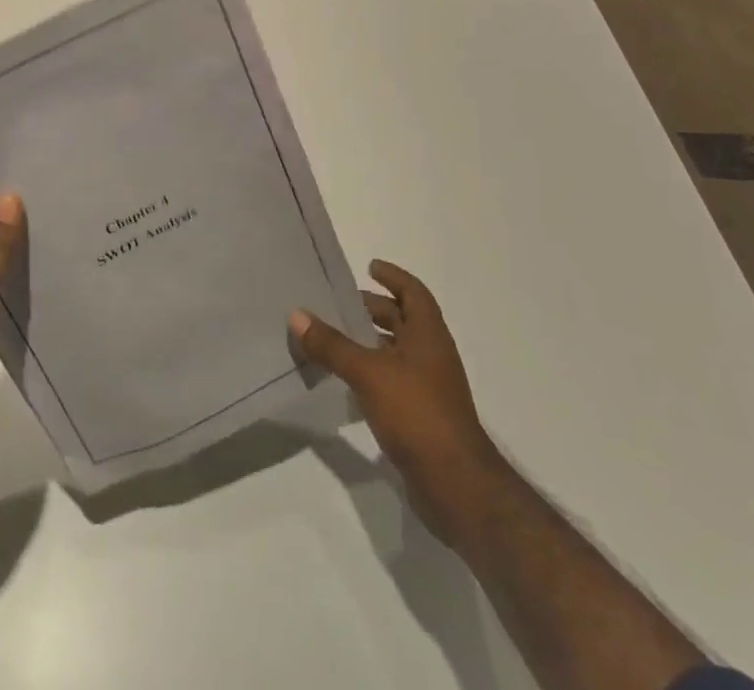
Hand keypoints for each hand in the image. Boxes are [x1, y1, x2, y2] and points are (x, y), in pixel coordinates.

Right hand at [290, 261, 498, 522]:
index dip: (393, 277)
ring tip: (334, 338)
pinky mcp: (421, 417)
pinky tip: (345, 382)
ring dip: (370, 342)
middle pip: (404, 321)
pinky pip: (392, 382)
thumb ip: (332, 345)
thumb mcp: (368, 373)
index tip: (369, 267)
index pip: (414, 293)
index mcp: (429, 336)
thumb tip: (297, 314)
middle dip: (375, 309)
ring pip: (396, 353)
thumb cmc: (417, 414)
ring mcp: (429, 388)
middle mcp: (432, 356)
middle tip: (339, 303)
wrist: (457, 486)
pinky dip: (371, 374)